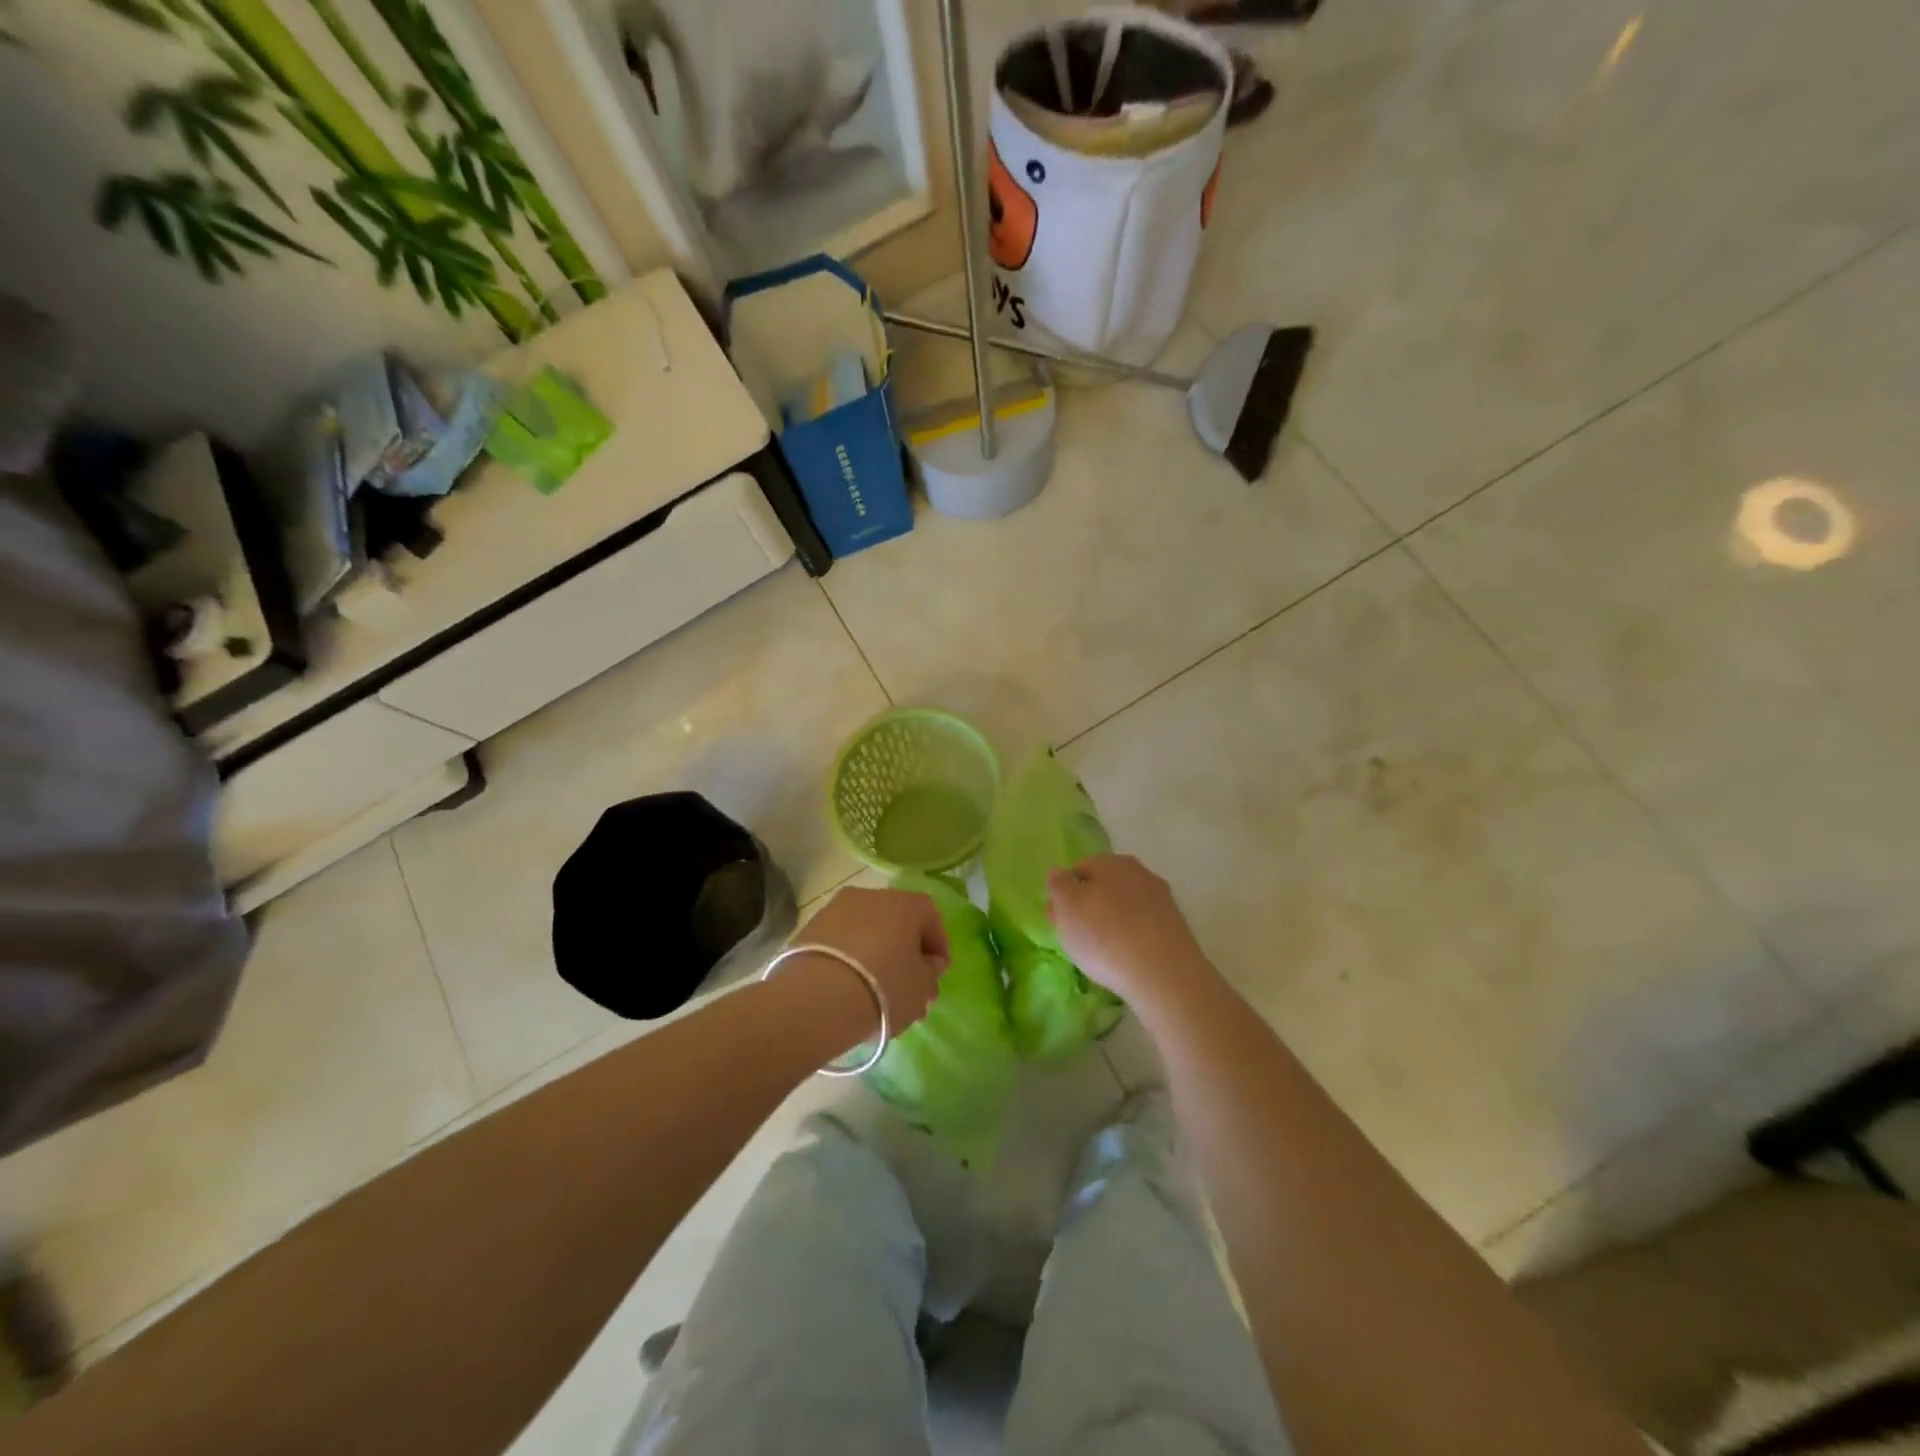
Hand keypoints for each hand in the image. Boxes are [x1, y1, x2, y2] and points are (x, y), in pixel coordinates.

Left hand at [796, 886, 949, 1034]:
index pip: (930, 916)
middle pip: (897, 924)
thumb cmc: (884, 987)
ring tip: (878, 996)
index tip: (937, 974)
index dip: (938, 946)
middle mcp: (871, 896)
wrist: (817, 998)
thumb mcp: (921, 987)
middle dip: (906, 956)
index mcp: (905, 903)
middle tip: (909, 990)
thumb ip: (931, 971)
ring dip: (877, 957)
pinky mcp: (810, 928)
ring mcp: (836, 909)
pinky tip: (851, 989)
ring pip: (868, 933)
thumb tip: (928, 962)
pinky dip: (851, 960)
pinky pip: (842, 943)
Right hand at [1046, 854, 1217, 1011]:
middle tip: (1075, 937)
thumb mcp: (1067, 908)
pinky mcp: (1176, 927)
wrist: (1163, 975)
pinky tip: (1126, 958)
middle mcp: (1139, 872)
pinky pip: (1143, 926)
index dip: (1065, 894)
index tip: (1059, 920)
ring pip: (1125, 906)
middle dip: (1088, 907)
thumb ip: (1058, 885)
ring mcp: (1162, 899)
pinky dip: (1132, 938)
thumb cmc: (1104, 936)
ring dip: (1111, 922)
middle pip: (1104, 887)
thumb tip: (1059, 873)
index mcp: (1111, 862)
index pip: (1079, 869)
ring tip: (1101, 953)